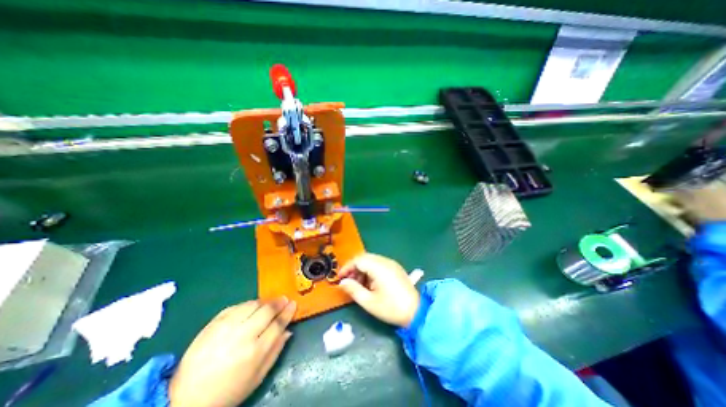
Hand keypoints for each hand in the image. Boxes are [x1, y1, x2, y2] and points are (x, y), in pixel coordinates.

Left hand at [169, 296, 295, 406]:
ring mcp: (227, 327)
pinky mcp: (214, 323)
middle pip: (267, 310)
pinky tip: (252, 306)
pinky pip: (237, 306)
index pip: (278, 324)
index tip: (293, 304)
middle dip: (279, 303)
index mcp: (255, 352)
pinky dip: (248, 304)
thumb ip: (275, 352)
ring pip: (253, 305)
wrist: (186, 398)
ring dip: (265, 301)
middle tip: (284, 300)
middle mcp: (243, 335)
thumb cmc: (228, 390)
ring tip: (270, 303)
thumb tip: (289, 331)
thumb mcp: (257, 378)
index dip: (288, 312)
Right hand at [336, 255, 416, 327]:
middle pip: (365, 258)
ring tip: (359, 284)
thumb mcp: (369, 302)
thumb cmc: (391, 308)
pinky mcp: (396, 268)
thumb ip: (354, 290)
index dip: (347, 267)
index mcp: (379, 267)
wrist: (416, 312)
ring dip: (362, 269)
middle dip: (354, 268)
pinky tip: (370, 283)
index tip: (340, 278)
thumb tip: (342, 282)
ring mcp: (392, 264)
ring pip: (372, 260)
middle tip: (348, 281)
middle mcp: (385, 261)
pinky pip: (379, 264)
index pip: (358, 260)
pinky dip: (371, 270)